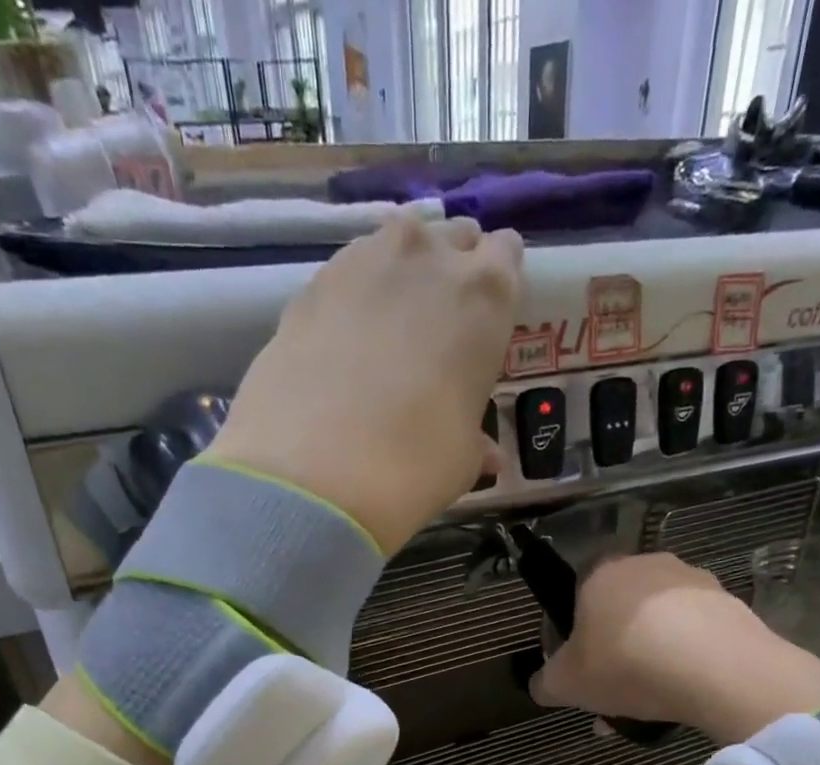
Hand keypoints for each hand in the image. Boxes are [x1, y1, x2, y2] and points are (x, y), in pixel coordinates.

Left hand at [204, 213, 522, 554]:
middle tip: (439, 327)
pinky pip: (349, 270)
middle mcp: (430, 256)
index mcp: (486, 295)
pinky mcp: (313, 280)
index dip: (497, 285)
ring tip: (391, 328)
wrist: (313, 470)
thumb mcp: (462, 460)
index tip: (485, 321)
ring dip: (403, 274)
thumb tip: (486, 453)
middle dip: (452, 271)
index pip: (507, 254)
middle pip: (453, 239)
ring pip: (398, 243)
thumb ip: (475, 440)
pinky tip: (346, 339)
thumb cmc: (414, 464)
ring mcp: (365, 259)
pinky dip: (355, 294)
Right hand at [528, 554, 819, 744]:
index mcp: (599, 575)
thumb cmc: (625, 665)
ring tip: (654, 702)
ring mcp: (691, 579)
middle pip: (622, 611)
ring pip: (660, 623)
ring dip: (653, 656)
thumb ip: (546, 683)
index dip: (579, 638)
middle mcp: (645, 565)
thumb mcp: (566, 685)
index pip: (579, 599)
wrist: (714, 667)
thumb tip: (541, 685)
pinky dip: (688, 658)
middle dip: (618, 650)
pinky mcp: (729, 601)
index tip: (585, 672)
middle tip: (617, 693)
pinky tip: (686, 691)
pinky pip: (696, 632)